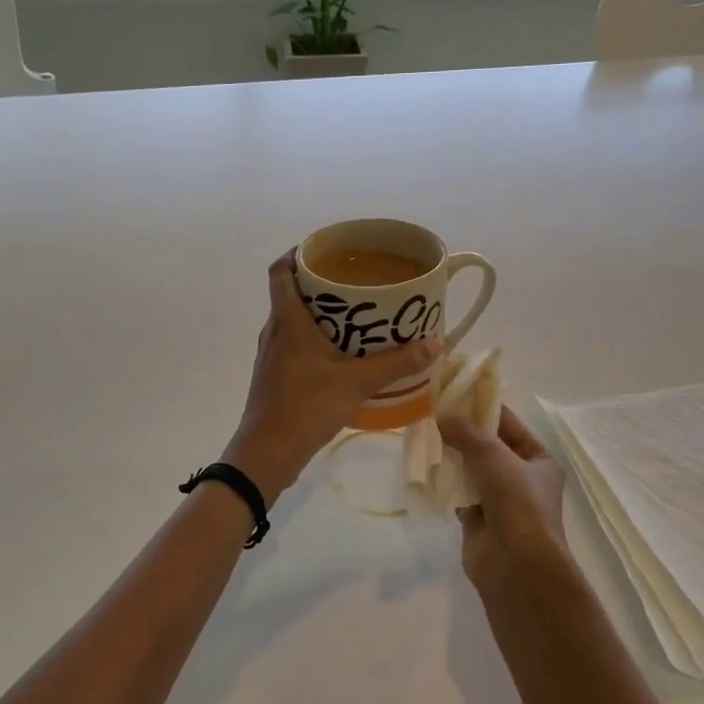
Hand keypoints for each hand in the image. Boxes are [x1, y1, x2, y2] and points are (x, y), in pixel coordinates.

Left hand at [224, 250, 442, 502]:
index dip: (297, 254)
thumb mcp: (357, 382)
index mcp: (288, 320)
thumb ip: (397, 363)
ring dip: (319, 315)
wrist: (267, 453)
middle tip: (355, 283)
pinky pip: (294, 345)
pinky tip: (341, 356)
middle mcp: (275, 331)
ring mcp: (271, 356)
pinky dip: (315, 341)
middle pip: (290, 294)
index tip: (325, 250)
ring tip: (355, 317)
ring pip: (293, 322)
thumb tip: (436, 343)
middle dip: (320, 285)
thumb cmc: (306, 406)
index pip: (280, 270)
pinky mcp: (274, 377)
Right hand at [437, 406, 568, 583]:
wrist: (516, 566)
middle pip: (486, 445)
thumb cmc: (517, 503)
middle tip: (429, 411)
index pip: (507, 423)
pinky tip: (423, 466)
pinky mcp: (478, 518)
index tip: (452, 392)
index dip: (481, 407)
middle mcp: (521, 477)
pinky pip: (458, 491)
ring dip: (450, 454)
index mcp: (538, 459)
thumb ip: (466, 432)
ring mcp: (499, 499)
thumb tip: (441, 415)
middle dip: (460, 431)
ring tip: (421, 433)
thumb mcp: (494, 457)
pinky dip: (444, 481)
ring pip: (470, 468)